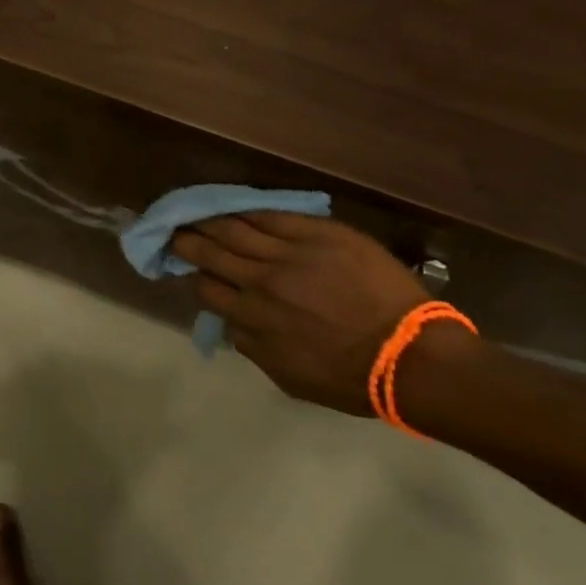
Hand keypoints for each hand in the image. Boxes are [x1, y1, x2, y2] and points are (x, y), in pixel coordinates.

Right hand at [171, 213, 450, 414]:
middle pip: (212, 251)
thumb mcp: (288, 377)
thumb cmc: (350, 377)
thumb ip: (252, 347)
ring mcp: (291, 253)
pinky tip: (237, 206)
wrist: (412, 356)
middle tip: (173, 230)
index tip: (186, 269)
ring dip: (211, 219)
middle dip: (188, 240)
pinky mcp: (319, 234)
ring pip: (237, 228)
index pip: (207, 289)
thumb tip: (232, 321)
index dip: (193, 276)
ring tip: (196, 212)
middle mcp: (262, 281)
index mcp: (254, 318)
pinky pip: (274, 215)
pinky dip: (249, 210)